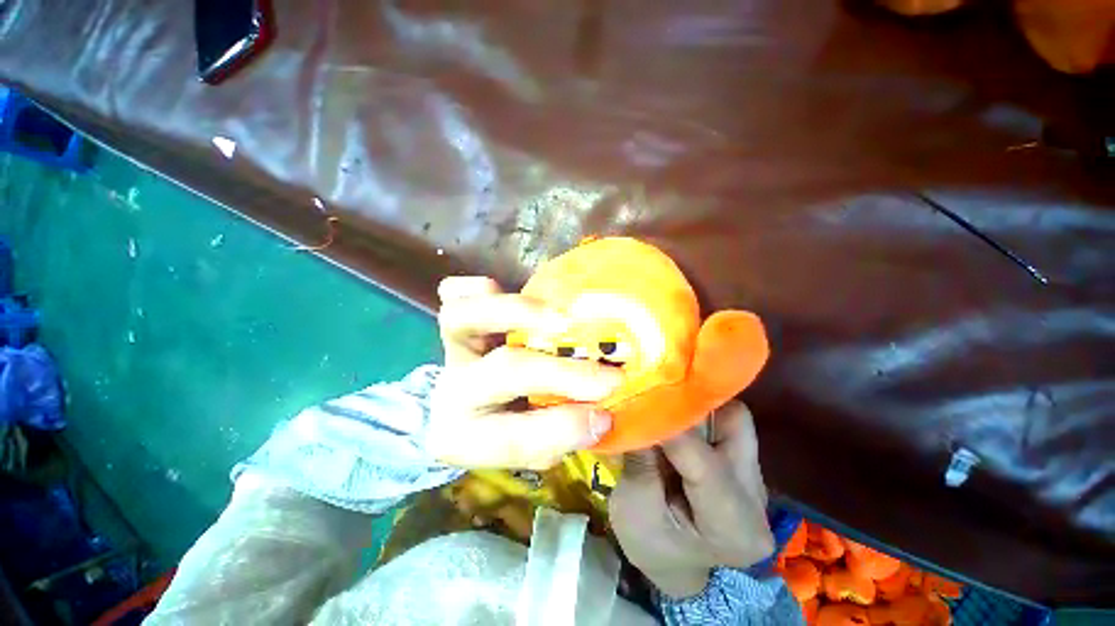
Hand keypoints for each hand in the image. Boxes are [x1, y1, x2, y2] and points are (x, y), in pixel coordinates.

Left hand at [426, 276, 622, 469]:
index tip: (605, 416)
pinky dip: (479, 288)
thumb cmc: (508, 424)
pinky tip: (503, 289)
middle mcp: (456, 390)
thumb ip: (563, 430)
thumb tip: (601, 412)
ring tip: (562, 319)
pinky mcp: (458, 319)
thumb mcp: (534, 445)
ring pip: (464, 319)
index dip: (563, 428)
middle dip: (561, 373)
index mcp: (467, 436)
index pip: (513, 438)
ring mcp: (453, 348)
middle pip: (505, 372)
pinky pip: (452, 292)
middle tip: (609, 374)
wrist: (471, 404)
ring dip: (517, 312)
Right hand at [609, 400, 773, 597]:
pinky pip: (726, 424)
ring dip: (696, 408)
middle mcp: (756, 497)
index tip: (640, 404)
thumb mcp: (632, 511)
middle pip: (735, 425)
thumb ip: (639, 462)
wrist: (676, 565)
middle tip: (656, 400)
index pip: (703, 463)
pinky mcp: (745, 465)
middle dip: (692, 408)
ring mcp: (755, 479)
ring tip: (664, 410)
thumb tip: (639, 413)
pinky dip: (698, 414)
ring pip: (733, 418)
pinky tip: (675, 419)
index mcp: (732, 526)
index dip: (669, 428)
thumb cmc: (652, 545)